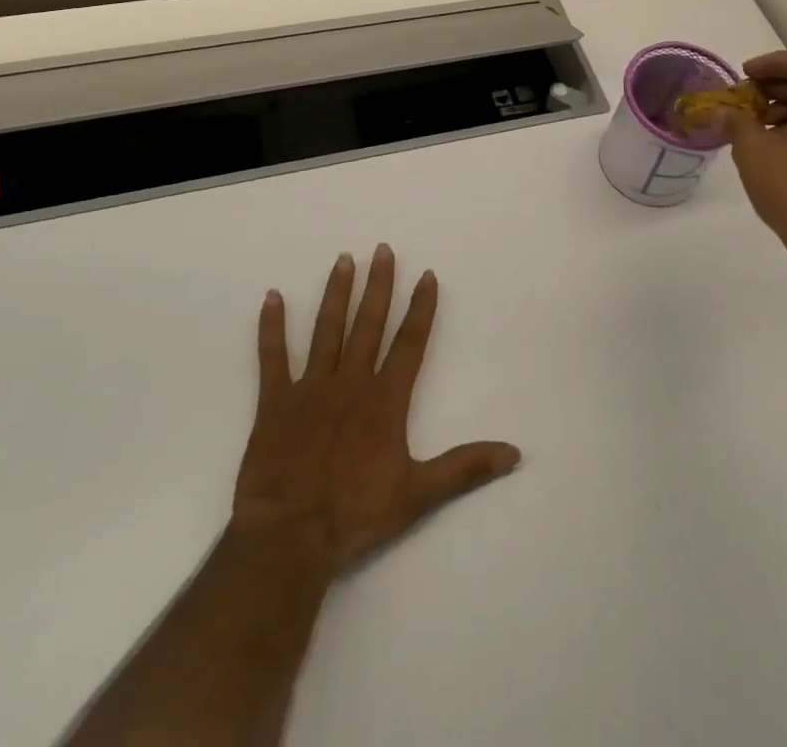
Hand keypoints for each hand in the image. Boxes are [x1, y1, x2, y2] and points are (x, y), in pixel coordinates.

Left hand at [231, 245, 520, 577]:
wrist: (290, 537)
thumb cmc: (356, 514)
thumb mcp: (419, 494)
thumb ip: (465, 468)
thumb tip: (515, 454)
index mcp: (386, 400)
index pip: (410, 342)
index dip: (421, 307)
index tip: (427, 275)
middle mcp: (351, 382)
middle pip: (369, 323)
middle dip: (379, 285)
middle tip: (382, 249)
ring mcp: (311, 388)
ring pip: (327, 329)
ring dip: (336, 293)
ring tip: (343, 259)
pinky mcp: (275, 402)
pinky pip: (273, 357)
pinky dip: (271, 327)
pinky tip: (272, 297)